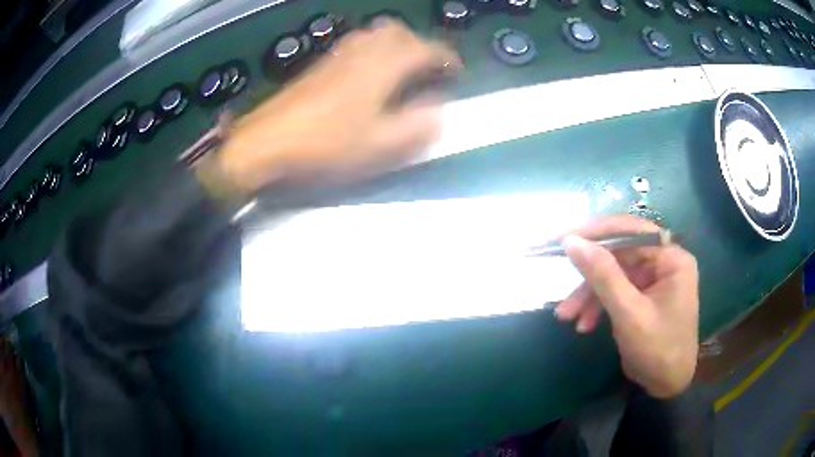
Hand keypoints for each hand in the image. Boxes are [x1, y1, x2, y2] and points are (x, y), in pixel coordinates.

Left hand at [215, 20, 460, 193]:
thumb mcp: (378, 146)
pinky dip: (374, 49)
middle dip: (420, 45)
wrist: (267, 140)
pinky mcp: (321, 63)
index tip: (456, 71)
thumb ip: (416, 129)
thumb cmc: (326, 143)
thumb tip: (440, 114)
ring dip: (397, 44)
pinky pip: (356, 43)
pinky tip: (369, 73)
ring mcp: (339, 54)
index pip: (425, 49)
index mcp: (383, 66)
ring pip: (376, 33)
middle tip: (428, 69)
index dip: (446, 58)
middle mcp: (363, 51)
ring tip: (403, 69)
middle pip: (399, 31)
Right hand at [556, 216, 698, 398]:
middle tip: (562, 278)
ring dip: (589, 295)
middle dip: (590, 276)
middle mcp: (664, 262)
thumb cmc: (658, 349)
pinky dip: (598, 306)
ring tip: (566, 316)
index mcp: (671, 258)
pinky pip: (616, 292)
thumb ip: (602, 275)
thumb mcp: (628, 313)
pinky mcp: (642, 297)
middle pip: (620, 255)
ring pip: (614, 275)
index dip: (597, 232)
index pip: (632, 231)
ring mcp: (653, 280)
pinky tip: (584, 325)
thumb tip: (571, 242)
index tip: (564, 239)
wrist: (666, 386)